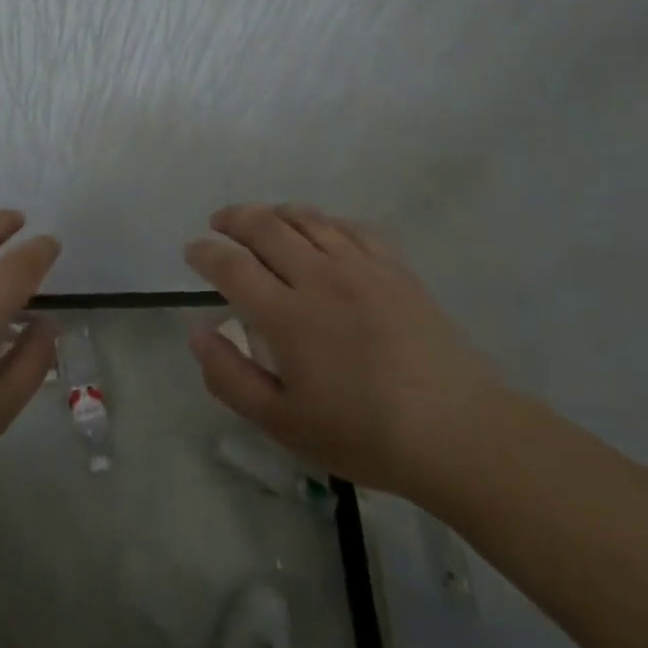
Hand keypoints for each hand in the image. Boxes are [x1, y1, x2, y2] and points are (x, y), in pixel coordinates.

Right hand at [182, 203, 504, 505]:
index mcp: (286, 315)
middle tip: (219, 223)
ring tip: (262, 219)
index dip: (205, 252)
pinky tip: (321, 230)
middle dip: (234, 218)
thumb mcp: (282, 422)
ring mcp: (361, 267)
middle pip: (265, 227)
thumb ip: (230, 377)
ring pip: (308, 218)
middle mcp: (319, 277)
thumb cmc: (362, 434)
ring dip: (275, 212)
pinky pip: (352, 227)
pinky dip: (325, 220)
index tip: (192, 250)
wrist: (455, 431)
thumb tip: (198, 332)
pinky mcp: (395, 268)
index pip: (231, 265)